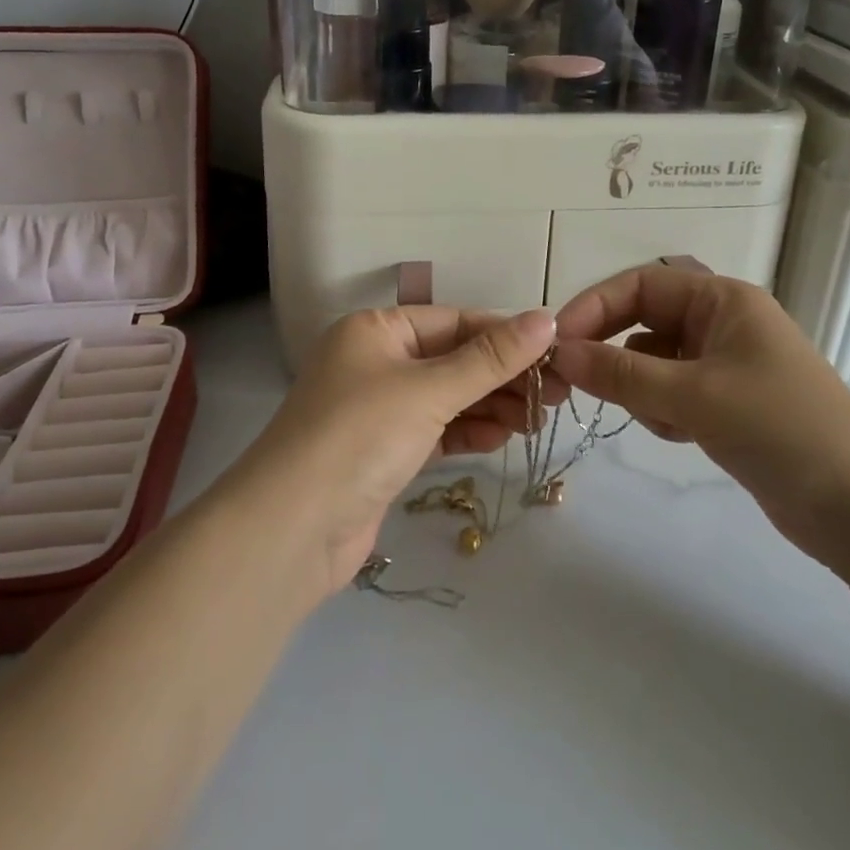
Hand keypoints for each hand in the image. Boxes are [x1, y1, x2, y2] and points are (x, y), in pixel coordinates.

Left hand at [231, 305, 554, 597]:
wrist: (291, 531)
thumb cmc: (359, 436)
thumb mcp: (429, 390)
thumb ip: (491, 358)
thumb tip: (546, 318)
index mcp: (376, 330)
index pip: (454, 321)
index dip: (505, 334)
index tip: (555, 350)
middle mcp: (375, 362)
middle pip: (454, 359)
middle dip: (504, 375)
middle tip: (558, 393)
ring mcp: (378, 409)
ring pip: (448, 397)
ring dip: (492, 405)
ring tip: (538, 419)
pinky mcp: (384, 452)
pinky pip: (436, 430)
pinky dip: (468, 431)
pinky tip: (502, 437)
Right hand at [549, 265, 849, 584]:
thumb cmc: (779, 428)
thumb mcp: (694, 396)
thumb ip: (621, 373)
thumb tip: (561, 353)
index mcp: (722, 299)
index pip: (640, 285)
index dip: (594, 306)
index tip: (556, 342)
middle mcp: (722, 322)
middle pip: (644, 321)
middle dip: (610, 349)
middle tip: (571, 381)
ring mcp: (725, 364)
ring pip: (653, 360)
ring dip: (640, 386)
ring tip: (662, 420)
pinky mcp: (726, 402)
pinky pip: (671, 392)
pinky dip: (662, 410)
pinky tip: (680, 436)